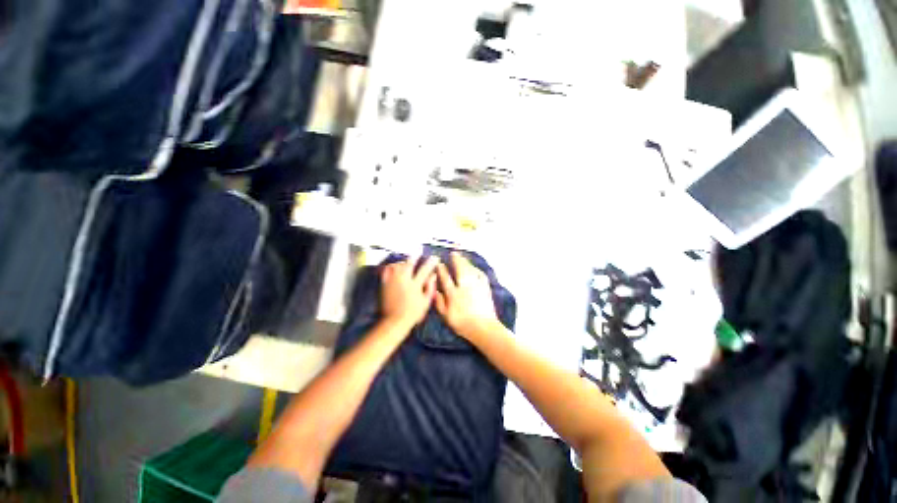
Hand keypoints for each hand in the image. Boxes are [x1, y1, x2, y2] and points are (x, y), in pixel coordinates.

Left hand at [380, 256, 439, 328]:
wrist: (394, 321)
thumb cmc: (413, 313)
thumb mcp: (425, 302)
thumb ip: (430, 287)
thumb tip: (433, 275)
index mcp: (414, 285)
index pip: (424, 270)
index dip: (431, 262)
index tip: (435, 258)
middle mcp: (403, 280)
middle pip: (409, 263)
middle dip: (415, 256)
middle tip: (419, 252)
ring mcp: (392, 281)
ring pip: (398, 265)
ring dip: (404, 261)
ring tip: (407, 261)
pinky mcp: (384, 283)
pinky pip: (386, 270)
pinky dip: (391, 266)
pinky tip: (394, 266)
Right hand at [435, 252, 500, 340]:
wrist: (484, 328)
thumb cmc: (464, 324)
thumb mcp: (447, 317)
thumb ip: (440, 303)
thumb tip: (435, 291)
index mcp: (454, 294)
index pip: (446, 278)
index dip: (442, 270)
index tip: (439, 263)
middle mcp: (465, 287)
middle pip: (460, 269)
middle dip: (456, 260)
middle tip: (453, 253)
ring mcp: (476, 286)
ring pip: (470, 270)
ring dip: (466, 262)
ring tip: (462, 257)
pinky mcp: (485, 288)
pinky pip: (481, 275)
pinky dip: (477, 270)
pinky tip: (475, 268)